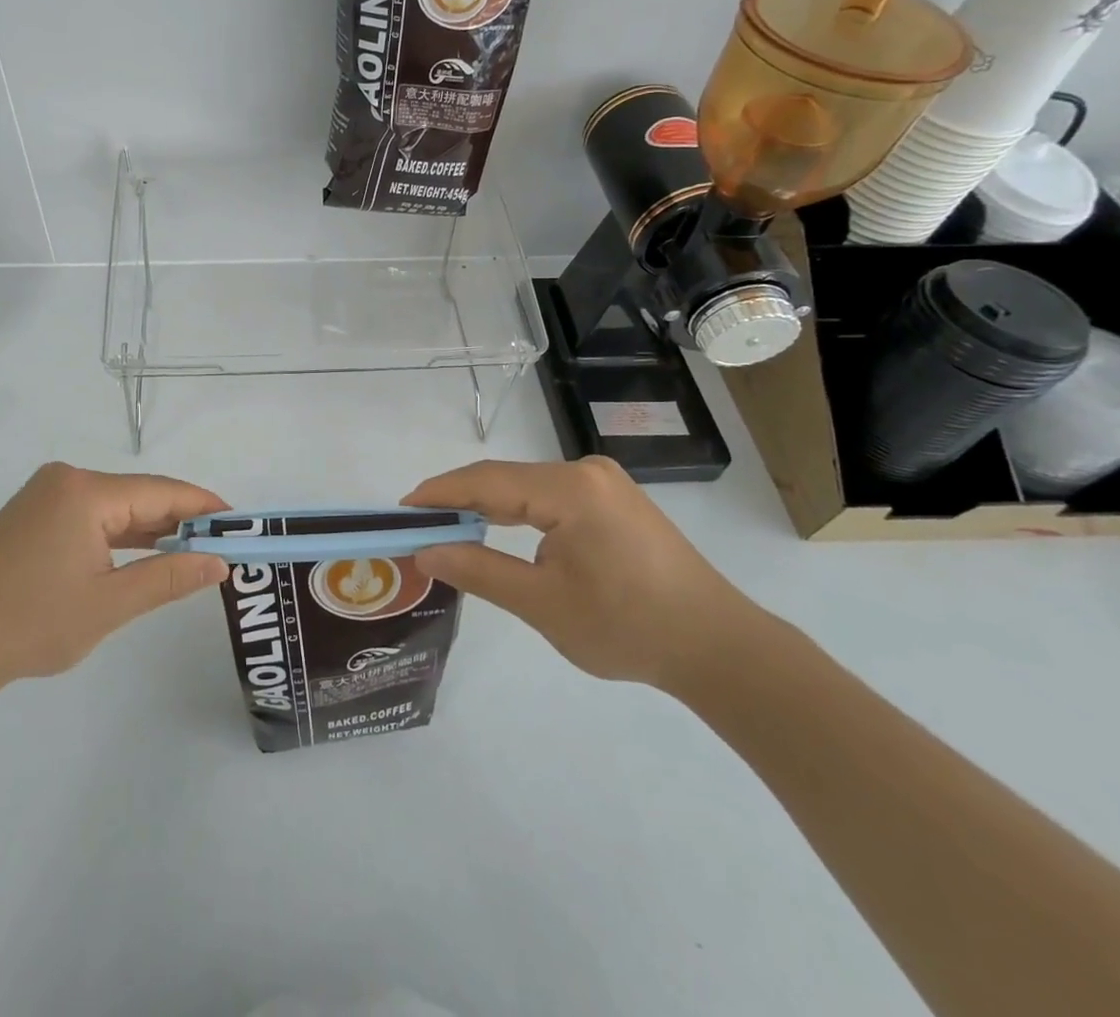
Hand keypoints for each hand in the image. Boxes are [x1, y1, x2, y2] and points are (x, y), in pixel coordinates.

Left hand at [0, 463, 230, 698]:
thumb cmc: (30, 623)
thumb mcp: (109, 604)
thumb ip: (169, 578)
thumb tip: (219, 562)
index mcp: (86, 491)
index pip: (162, 492)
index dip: (204, 507)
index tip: (240, 523)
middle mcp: (66, 479)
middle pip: (138, 495)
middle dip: (179, 519)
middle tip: (221, 543)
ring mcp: (44, 495)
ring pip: (113, 506)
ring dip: (149, 528)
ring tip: (191, 549)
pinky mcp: (30, 514)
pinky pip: (89, 515)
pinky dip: (117, 534)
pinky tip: (141, 552)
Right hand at [405, 457, 757, 688]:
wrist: (718, 648)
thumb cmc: (628, 628)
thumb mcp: (543, 604)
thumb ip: (479, 571)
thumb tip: (425, 553)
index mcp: (570, 489)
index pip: (487, 481)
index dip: (439, 493)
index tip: (401, 510)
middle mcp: (585, 471)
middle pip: (505, 478)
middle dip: (460, 500)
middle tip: (419, 525)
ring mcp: (604, 483)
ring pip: (527, 487)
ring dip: (488, 506)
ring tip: (450, 529)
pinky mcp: (614, 500)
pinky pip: (551, 496)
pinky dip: (518, 512)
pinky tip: (501, 530)